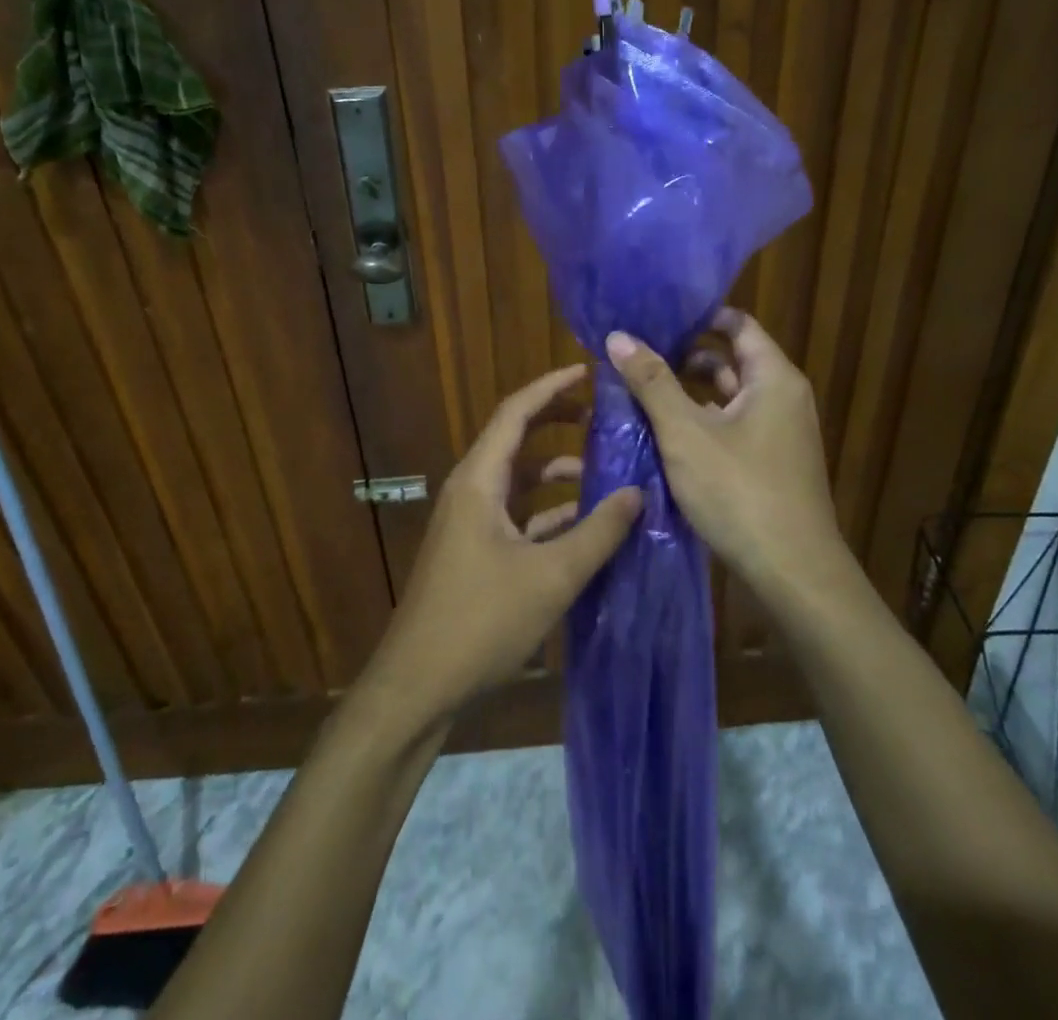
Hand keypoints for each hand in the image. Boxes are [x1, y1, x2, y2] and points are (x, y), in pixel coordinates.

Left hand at [364, 365, 641, 725]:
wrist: (419, 684)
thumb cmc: (481, 621)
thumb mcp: (551, 576)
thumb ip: (598, 532)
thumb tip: (638, 492)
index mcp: (479, 480)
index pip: (515, 413)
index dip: (551, 387)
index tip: (587, 372)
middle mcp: (471, 491)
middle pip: (516, 440)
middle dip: (557, 423)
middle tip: (602, 416)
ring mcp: (470, 523)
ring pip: (519, 482)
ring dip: (558, 474)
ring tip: (606, 473)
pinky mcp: (475, 552)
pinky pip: (517, 516)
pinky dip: (549, 512)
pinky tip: (584, 526)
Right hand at [604, 309, 845, 602]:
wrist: (793, 574)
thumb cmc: (740, 491)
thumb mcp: (686, 433)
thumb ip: (652, 382)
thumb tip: (618, 336)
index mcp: (773, 378)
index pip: (737, 323)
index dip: (697, 317)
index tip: (654, 318)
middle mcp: (783, 398)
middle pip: (731, 359)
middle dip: (684, 356)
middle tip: (636, 356)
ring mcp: (780, 434)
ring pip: (729, 397)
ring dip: (689, 393)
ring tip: (640, 392)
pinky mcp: (771, 464)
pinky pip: (733, 427)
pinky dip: (702, 423)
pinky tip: (665, 434)